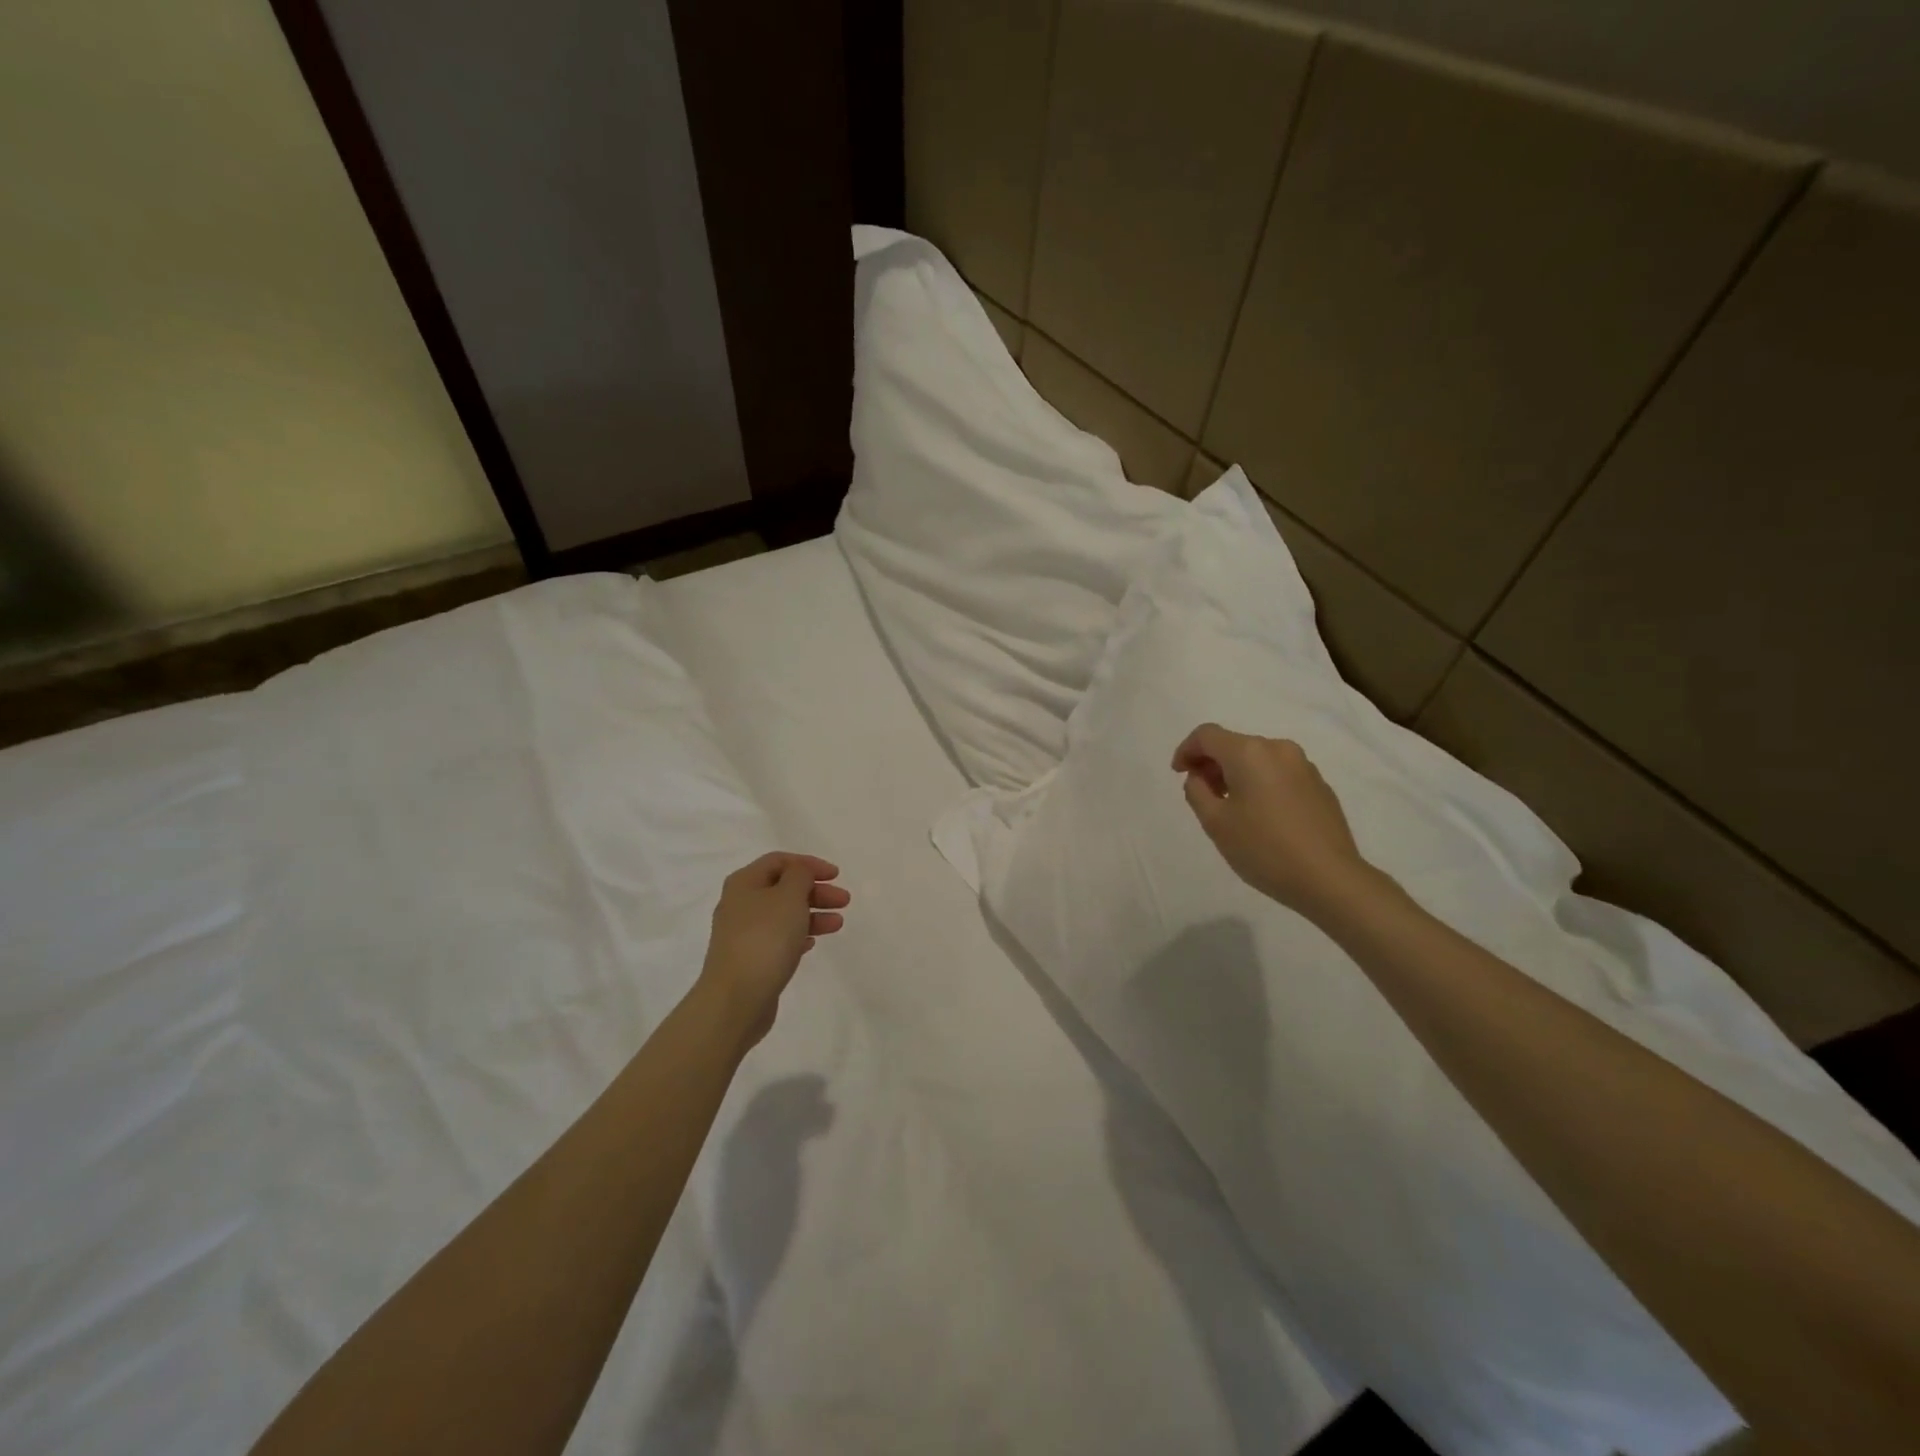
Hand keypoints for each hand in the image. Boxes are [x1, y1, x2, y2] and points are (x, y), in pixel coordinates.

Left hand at [699, 853, 849, 1047]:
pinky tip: (813, 942)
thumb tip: (799, 873)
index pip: (780, 861)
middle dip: (816, 891)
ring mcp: (742, 933)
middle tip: (844, 901)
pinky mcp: (749, 959)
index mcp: (744, 883)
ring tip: (838, 924)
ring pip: (783, 914)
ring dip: (813, 914)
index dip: (809, 864)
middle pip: (783, 887)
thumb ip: (800, 875)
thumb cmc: (765, 939)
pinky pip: (778, 938)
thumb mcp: (789, 896)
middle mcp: (740, 904)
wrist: (736, 999)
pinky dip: (799, 935)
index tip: (836, 875)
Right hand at [1171, 723, 1374, 921]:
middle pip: (1234, 744)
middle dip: (1212, 764)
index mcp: (1249, 752)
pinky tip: (1262, 816)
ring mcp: (1304, 766)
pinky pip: (1279, 774)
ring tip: (1231, 808)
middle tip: (1202, 795)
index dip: (1186, 750)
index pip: (1207, 735)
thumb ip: (1197, 791)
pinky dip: (1261, 784)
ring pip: (1258, 759)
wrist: (1330, 878)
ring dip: (1237, 774)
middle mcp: (1278, 749)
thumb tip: (1200, 777)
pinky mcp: (1320, 785)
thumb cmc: (1264, 849)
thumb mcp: (1215, 823)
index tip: (1179, 774)